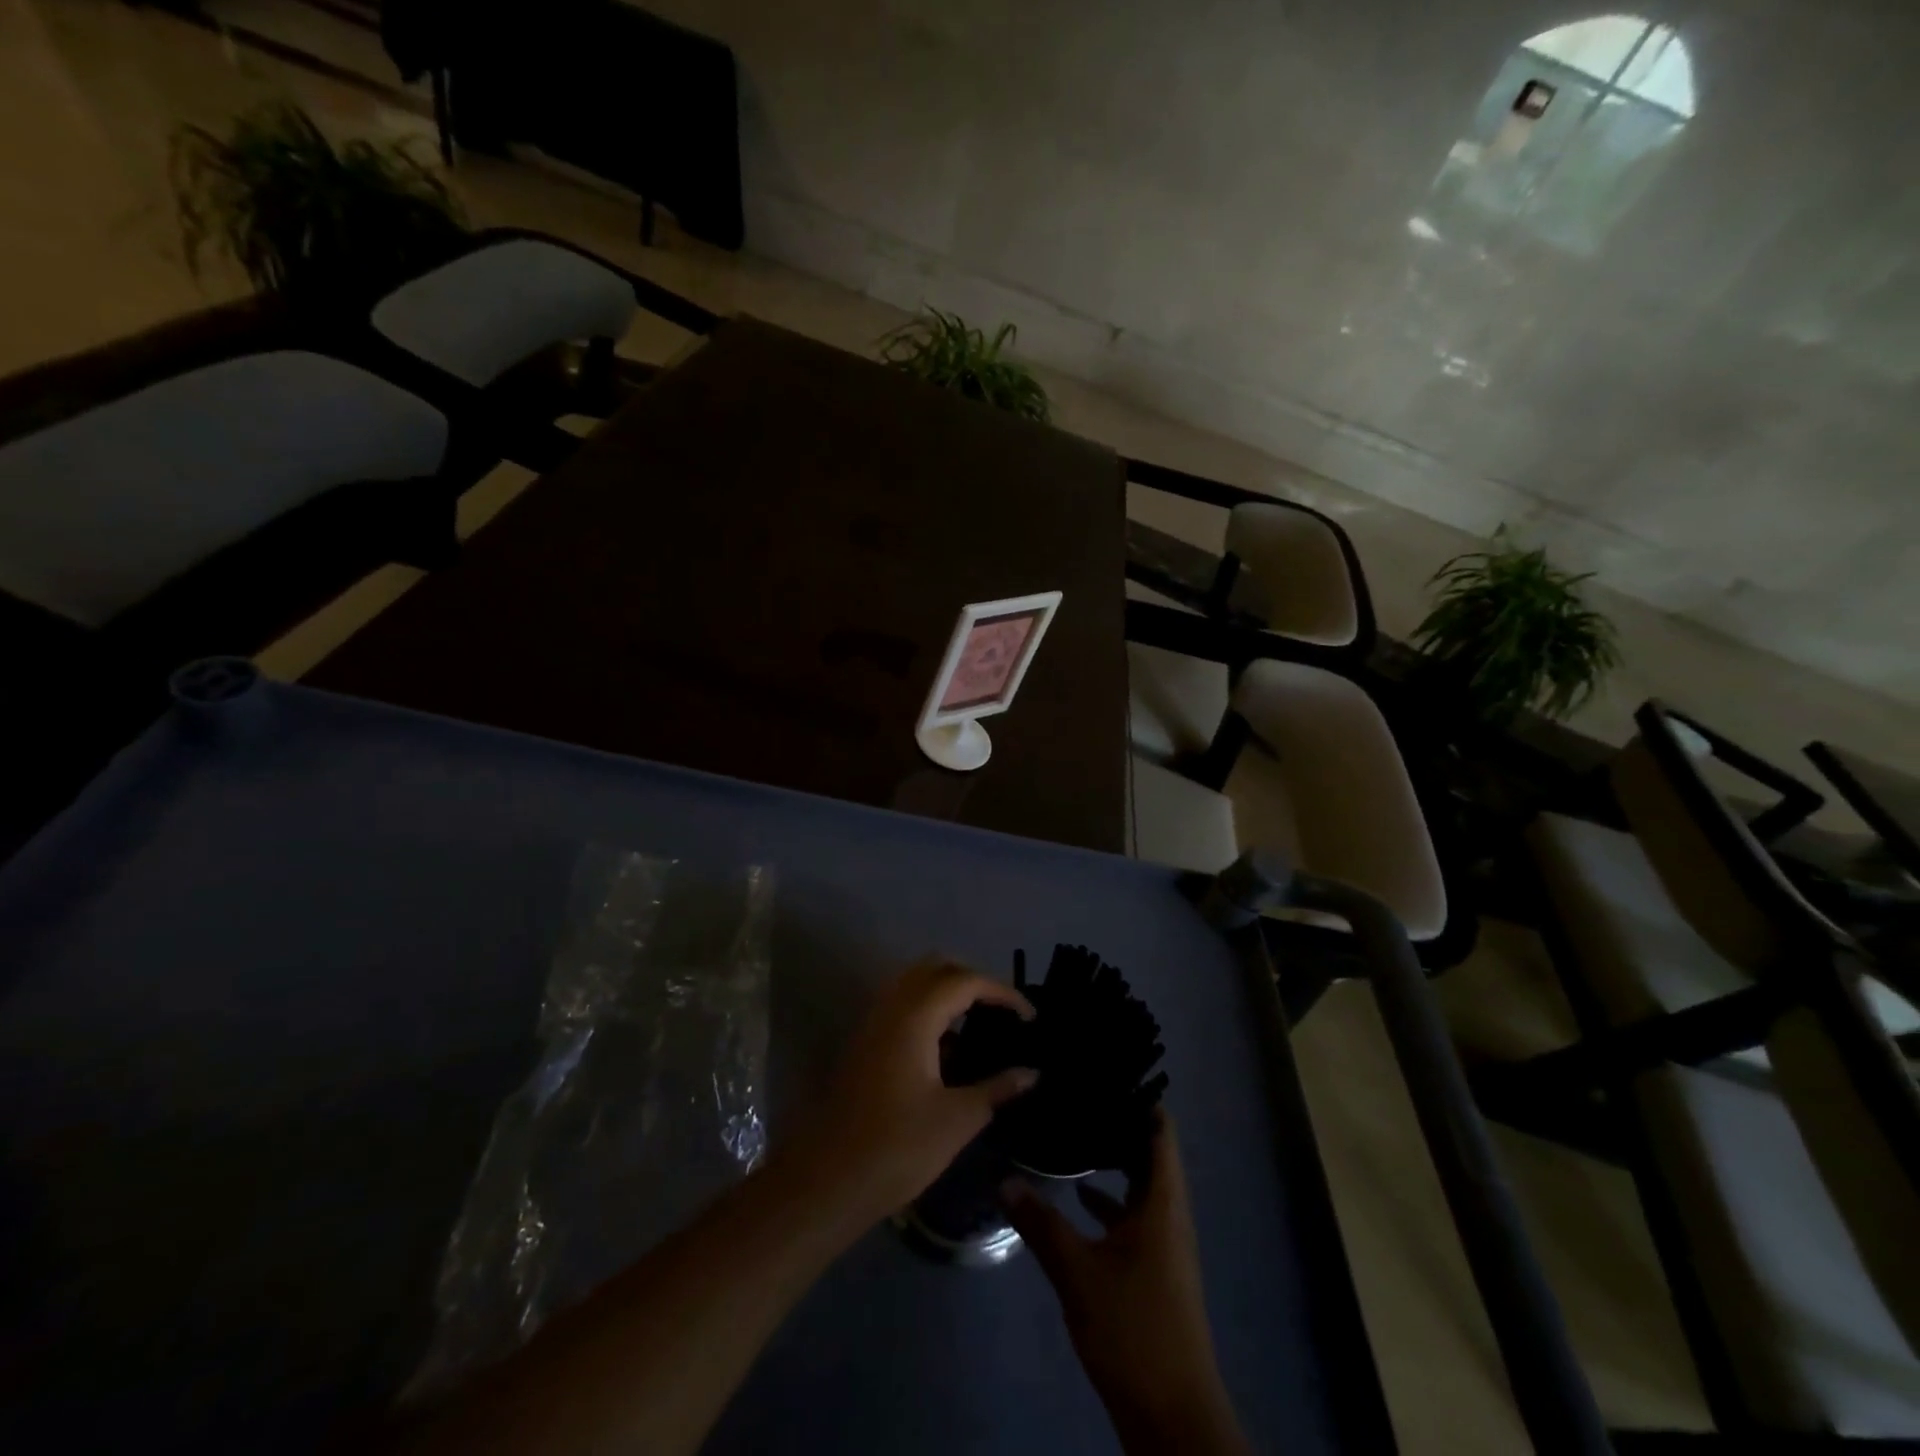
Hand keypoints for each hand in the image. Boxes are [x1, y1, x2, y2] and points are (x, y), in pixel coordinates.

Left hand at [802, 958, 1035, 1224]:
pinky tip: (948, 1049)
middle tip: (1002, 1012)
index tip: (1030, 1017)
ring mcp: (873, 1023)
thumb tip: (1031, 1073)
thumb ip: (996, 1088)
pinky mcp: (865, 1042)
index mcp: (915, 1016)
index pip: (965, 981)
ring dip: (949, 993)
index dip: (1002, 992)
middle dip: (974, 981)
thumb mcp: (957, 1119)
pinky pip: (902, 1005)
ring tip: (980, 1026)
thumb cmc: (898, 1147)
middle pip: (937, 968)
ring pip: (915, 983)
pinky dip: (929, 1010)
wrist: (828, 1180)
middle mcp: (891, 1007)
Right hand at [1003, 1115, 1248, 1455]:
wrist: (1172, 1416)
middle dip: (1118, 1124)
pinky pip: (1134, 1214)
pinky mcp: (1153, 1267)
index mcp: (1163, 1203)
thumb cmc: (1133, 1328)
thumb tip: (1003, 1179)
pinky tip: (1078, 1193)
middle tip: (1078, 1094)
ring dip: (1113, 1160)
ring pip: (1140, 1184)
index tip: (1104, 1071)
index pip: (1160, 1131)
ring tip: (1073, 1130)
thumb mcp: (1078, 1272)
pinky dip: (1110, 1198)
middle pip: (1150, 1153)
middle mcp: (1169, 1214)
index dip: (1139, 1098)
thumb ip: (1040, 1223)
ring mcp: (1163, 1242)